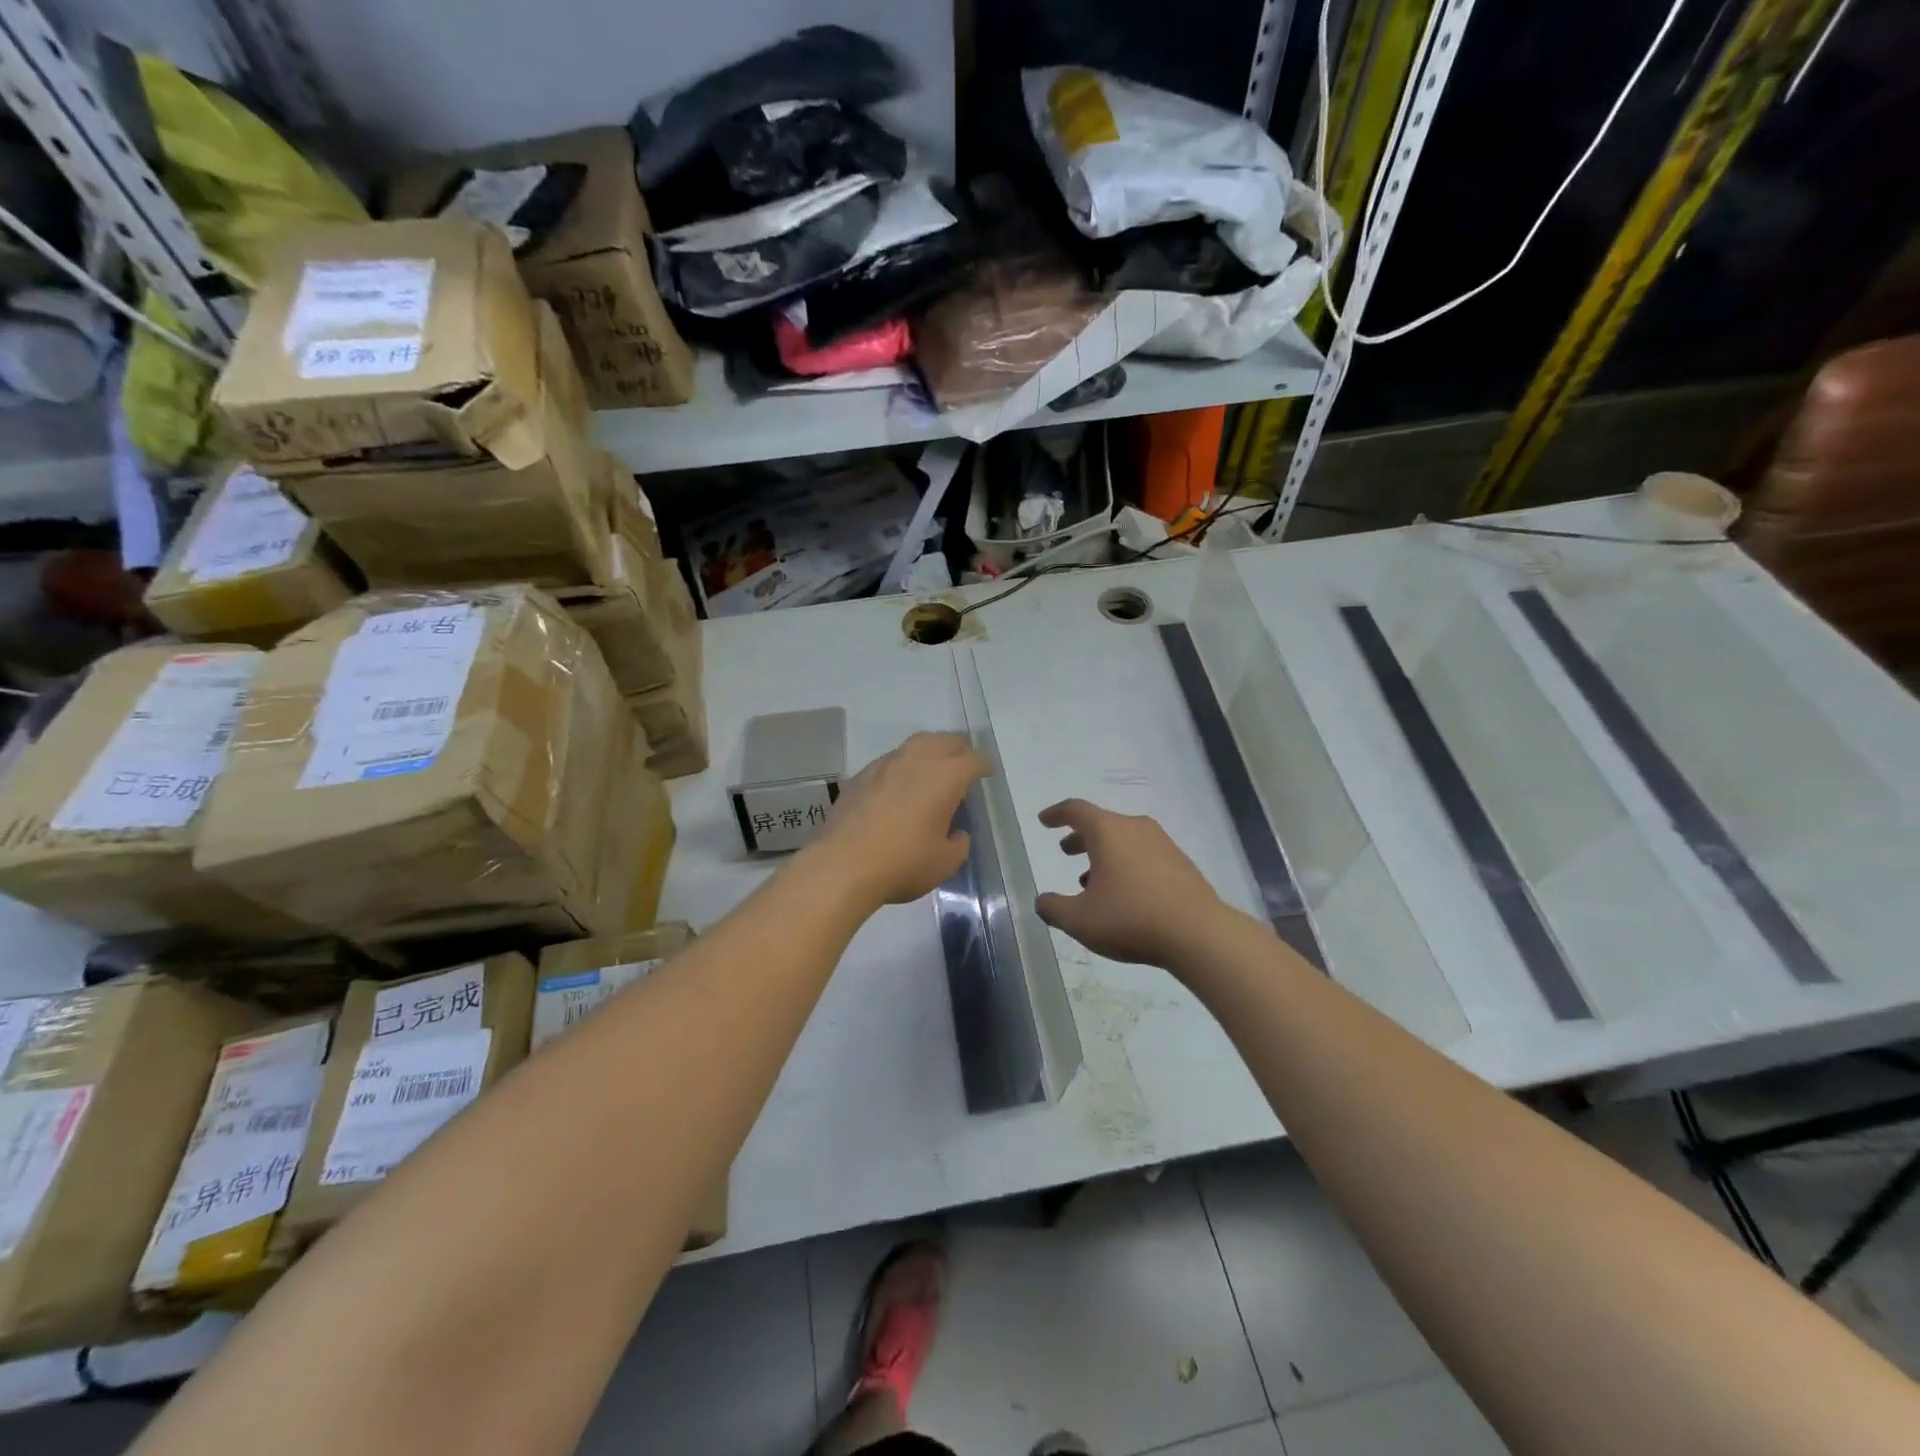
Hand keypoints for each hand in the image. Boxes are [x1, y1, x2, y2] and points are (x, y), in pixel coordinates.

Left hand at [810, 732, 988, 907]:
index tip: (987, 773)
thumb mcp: (945, 863)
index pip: (972, 759)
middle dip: (958, 750)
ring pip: (914, 745)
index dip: (983, 765)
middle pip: (944, 741)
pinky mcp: (860, 776)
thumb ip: (958, 844)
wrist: (843, 865)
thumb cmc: (903, 863)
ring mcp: (884, 765)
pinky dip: (902, 767)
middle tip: (963, 765)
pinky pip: (890, 761)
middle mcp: (916, 761)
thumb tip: (956, 833)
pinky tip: (899, 786)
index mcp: (944, 777)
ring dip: (929, 752)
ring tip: (932, 770)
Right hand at [1035, 799, 1226, 969]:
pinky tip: (1124, 895)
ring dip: (1104, 855)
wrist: (1199, 933)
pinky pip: (1144, 855)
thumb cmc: (1130, 918)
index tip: (1045, 821)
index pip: (1076, 810)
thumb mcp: (1079, 920)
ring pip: (1124, 840)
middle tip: (1066, 851)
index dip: (1056, 814)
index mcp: (1108, 831)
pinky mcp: (1181, 864)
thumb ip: (1054, 908)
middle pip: (1102, 824)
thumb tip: (1042, 901)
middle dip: (1081, 837)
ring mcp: (1163, 844)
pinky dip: (1126, 866)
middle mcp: (1136, 828)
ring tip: (1091, 882)